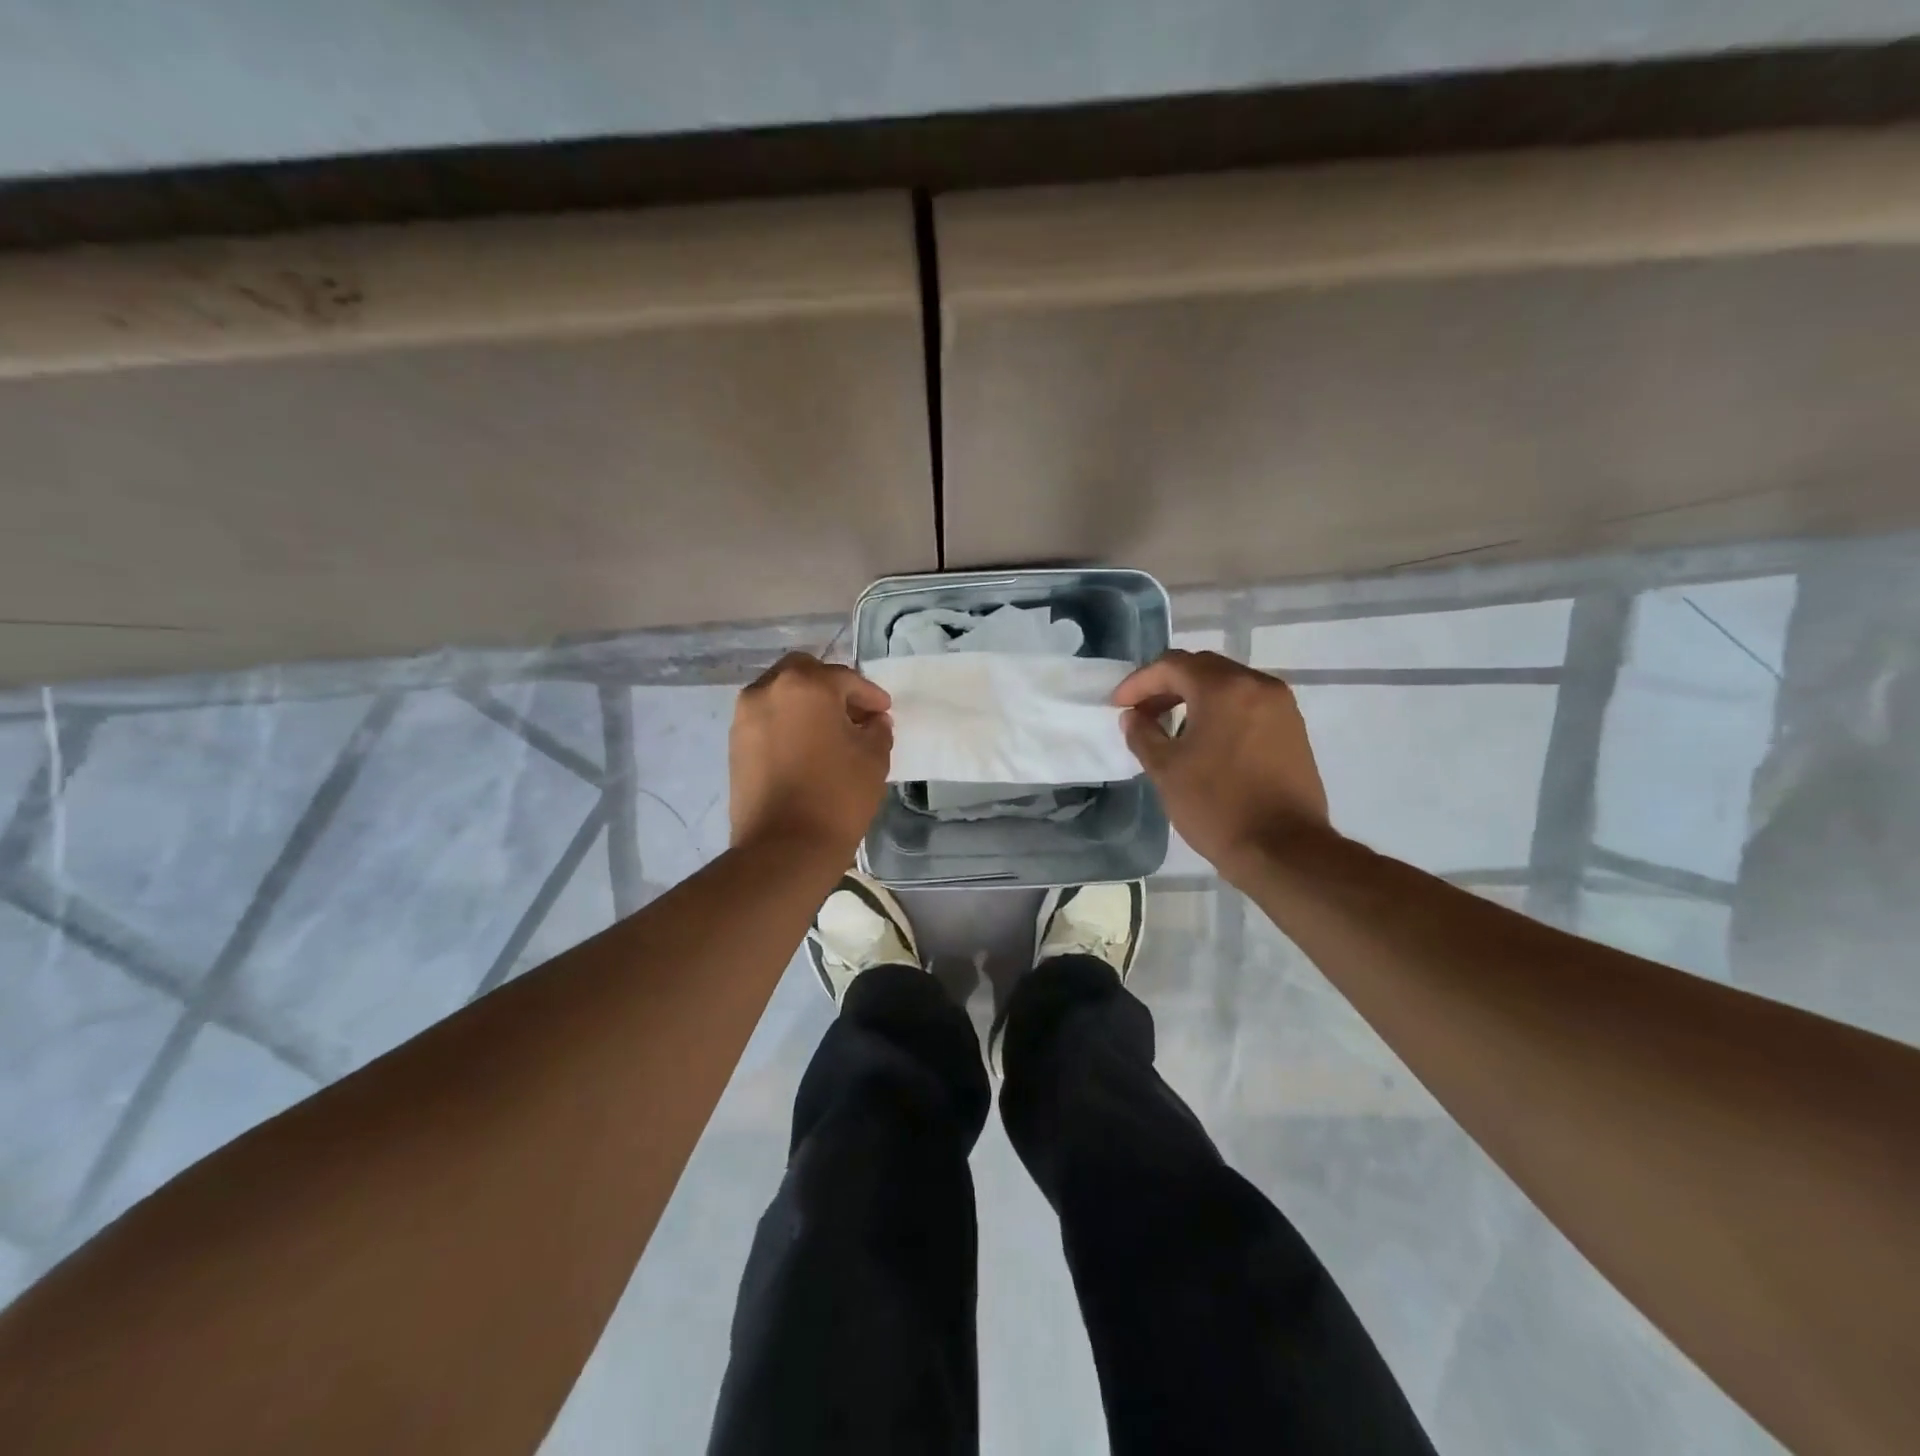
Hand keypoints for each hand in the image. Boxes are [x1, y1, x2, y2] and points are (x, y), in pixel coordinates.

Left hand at [730, 653, 892, 856]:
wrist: (785, 847)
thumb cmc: (837, 795)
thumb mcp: (873, 757)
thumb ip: (877, 729)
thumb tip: (872, 721)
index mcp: (806, 685)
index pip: (845, 679)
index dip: (870, 695)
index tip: (884, 713)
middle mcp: (768, 689)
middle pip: (804, 673)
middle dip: (831, 688)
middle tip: (853, 714)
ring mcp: (745, 717)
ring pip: (780, 694)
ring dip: (806, 704)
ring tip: (829, 733)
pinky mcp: (735, 744)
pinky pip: (766, 719)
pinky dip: (787, 723)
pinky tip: (806, 748)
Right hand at [1114, 650, 1330, 874]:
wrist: (1283, 849)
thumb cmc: (1217, 806)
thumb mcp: (1166, 769)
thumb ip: (1143, 734)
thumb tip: (1133, 717)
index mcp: (1224, 688)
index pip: (1172, 665)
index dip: (1139, 682)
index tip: (1119, 706)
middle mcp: (1258, 685)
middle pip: (1203, 668)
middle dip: (1166, 685)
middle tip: (1142, 713)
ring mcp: (1282, 706)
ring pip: (1228, 685)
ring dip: (1194, 697)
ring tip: (1170, 728)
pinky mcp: (1293, 729)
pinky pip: (1248, 704)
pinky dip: (1220, 710)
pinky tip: (1205, 740)